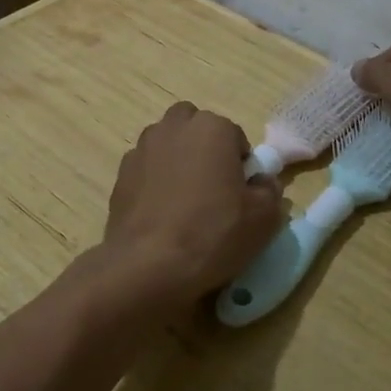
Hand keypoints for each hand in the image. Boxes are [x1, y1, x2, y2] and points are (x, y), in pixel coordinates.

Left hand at [96, 103, 284, 315]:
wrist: (149, 264)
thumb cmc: (213, 233)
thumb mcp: (263, 218)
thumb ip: (269, 191)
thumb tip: (261, 182)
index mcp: (212, 128)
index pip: (235, 136)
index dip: (240, 164)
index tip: (241, 193)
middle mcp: (174, 127)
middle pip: (195, 126)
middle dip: (204, 147)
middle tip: (213, 186)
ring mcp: (142, 148)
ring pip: (166, 143)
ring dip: (177, 160)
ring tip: (184, 200)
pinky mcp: (121, 173)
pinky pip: (146, 168)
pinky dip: (154, 180)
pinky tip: (161, 213)